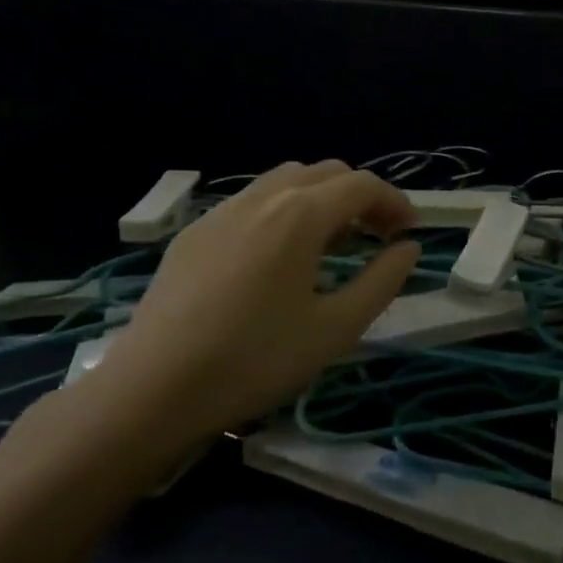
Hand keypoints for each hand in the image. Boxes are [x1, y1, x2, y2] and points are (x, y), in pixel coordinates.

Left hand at [53, 162, 418, 474]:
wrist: (152, 391)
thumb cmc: (255, 359)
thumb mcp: (336, 328)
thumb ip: (382, 281)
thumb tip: (408, 247)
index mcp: (301, 214)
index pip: (362, 185)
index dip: (395, 202)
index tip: (410, 232)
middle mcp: (263, 197)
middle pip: (326, 172)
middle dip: (360, 196)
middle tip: (377, 235)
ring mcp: (222, 211)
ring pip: (286, 180)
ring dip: (321, 197)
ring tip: (331, 241)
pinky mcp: (194, 233)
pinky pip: (252, 201)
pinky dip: (283, 210)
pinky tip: (278, 255)